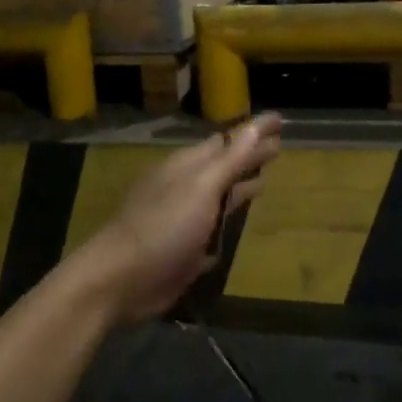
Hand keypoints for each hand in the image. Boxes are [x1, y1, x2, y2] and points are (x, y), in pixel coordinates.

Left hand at [74, 113, 281, 325]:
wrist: (121, 280)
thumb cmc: (164, 226)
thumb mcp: (201, 187)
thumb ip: (231, 159)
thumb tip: (258, 124)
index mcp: (187, 167)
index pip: (227, 141)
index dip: (253, 132)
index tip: (280, 121)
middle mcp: (185, 189)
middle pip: (224, 168)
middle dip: (249, 158)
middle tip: (279, 148)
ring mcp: (183, 221)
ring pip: (218, 199)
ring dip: (239, 189)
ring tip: (264, 183)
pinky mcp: (184, 252)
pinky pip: (211, 233)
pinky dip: (225, 226)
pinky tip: (237, 228)